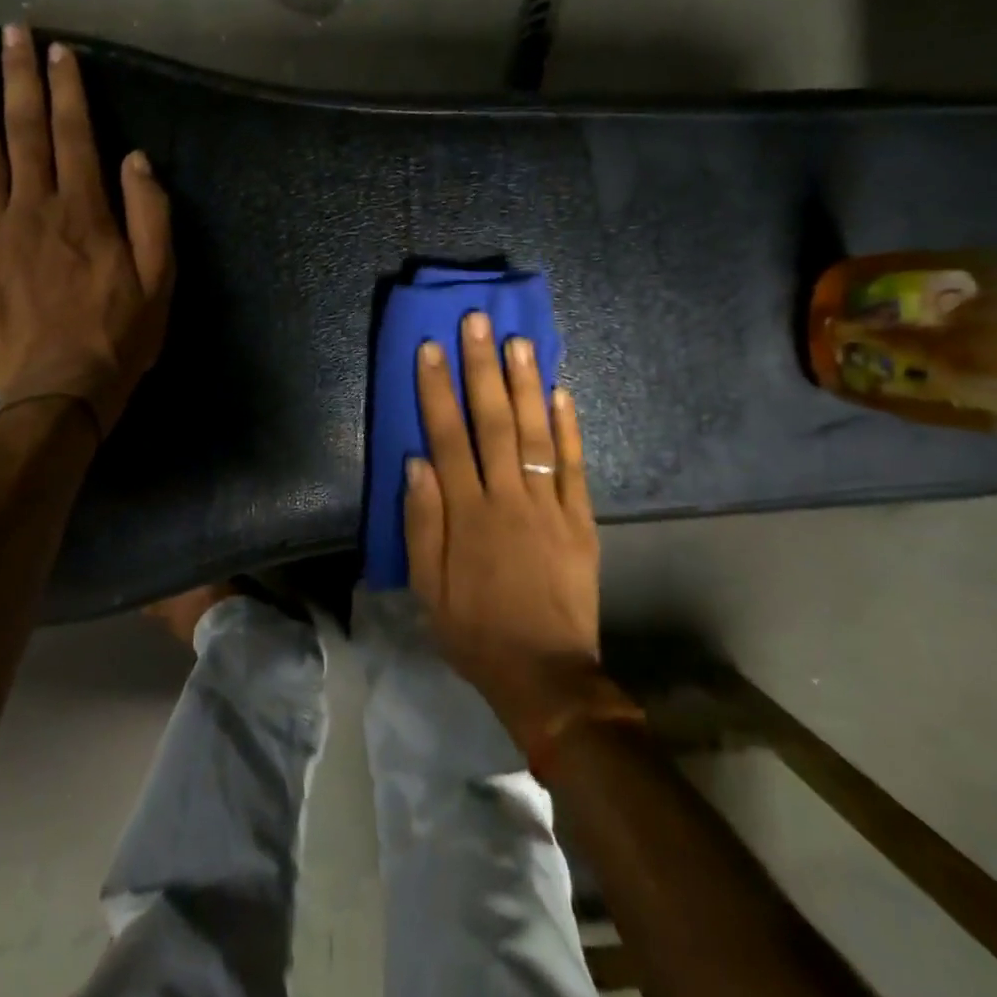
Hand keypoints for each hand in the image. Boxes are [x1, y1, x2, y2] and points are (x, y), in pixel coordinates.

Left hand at [0, 23, 173, 432]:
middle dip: (19, 78)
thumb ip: (150, 216)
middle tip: (11, 33)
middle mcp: (35, 209)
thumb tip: (135, 159)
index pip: (74, 135)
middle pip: (24, 132)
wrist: (61, 393)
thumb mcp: (160, 280)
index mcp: (84, 211)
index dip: (67, 89)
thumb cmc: (119, 336)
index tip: (59, 51)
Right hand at [405, 312, 604, 747]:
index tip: (430, 348)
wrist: (546, 674)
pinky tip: (562, 392)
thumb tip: (415, 461)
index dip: (436, 390)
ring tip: (520, 341)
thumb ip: (422, 522)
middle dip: (482, 368)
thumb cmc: (475, 630)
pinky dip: (569, 427)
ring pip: (536, 433)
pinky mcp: (581, 520)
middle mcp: (508, 497)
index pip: (447, 436)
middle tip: (478, 323)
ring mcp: (550, 505)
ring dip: (526, 384)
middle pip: (493, 421)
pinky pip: (575, 466)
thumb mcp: (428, 587)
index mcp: (467, 513)